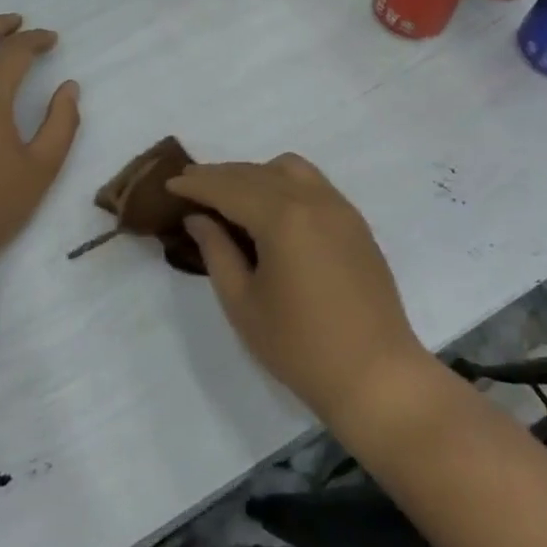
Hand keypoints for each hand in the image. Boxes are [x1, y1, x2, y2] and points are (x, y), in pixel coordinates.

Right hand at [166, 155, 428, 427]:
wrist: (377, 377)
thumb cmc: (300, 347)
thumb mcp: (243, 304)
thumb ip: (217, 251)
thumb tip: (199, 218)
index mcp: (282, 218)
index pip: (229, 187)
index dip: (196, 184)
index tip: (169, 184)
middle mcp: (312, 200)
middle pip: (256, 172)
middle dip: (220, 175)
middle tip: (190, 185)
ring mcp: (339, 207)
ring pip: (288, 169)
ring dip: (254, 173)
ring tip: (231, 196)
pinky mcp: (355, 222)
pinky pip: (312, 183)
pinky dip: (283, 183)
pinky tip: (271, 208)